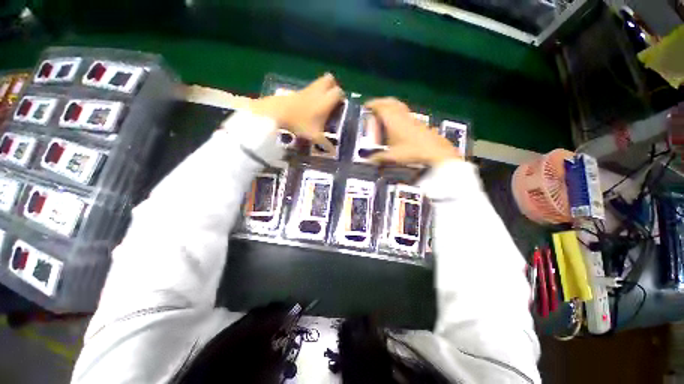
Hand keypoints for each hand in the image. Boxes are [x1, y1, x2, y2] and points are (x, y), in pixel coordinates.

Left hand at [250, 73, 343, 152]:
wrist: (278, 113)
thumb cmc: (300, 124)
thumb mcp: (315, 137)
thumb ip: (326, 144)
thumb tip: (334, 153)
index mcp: (325, 102)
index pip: (339, 92)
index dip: (342, 98)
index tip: (341, 107)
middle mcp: (318, 92)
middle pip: (330, 80)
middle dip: (334, 87)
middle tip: (333, 100)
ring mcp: (307, 89)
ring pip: (319, 82)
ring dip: (323, 89)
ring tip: (322, 103)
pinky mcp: (298, 91)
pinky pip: (310, 88)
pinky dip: (313, 93)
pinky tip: (310, 106)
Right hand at [365, 98, 461, 165]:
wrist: (435, 152)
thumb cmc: (412, 152)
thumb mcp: (392, 157)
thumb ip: (379, 158)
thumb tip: (369, 160)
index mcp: (393, 121)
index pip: (381, 107)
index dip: (372, 104)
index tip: (366, 106)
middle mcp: (402, 116)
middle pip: (390, 102)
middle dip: (381, 102)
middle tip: (374, 107)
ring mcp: (411, 118)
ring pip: (398, 106)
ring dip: (390, 107)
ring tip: (383, 114)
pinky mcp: (418, 123)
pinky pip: (405, 113)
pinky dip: (397, 113)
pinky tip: (396, 124)